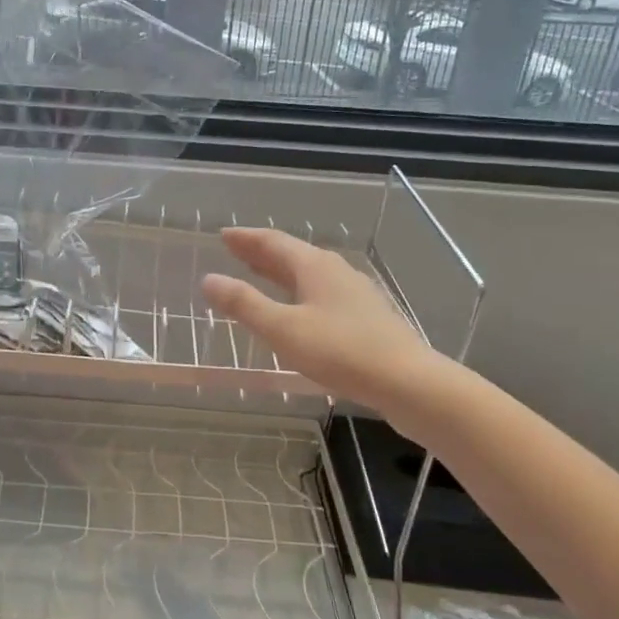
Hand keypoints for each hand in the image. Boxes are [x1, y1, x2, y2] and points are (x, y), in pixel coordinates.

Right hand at [200, 227, 440, 410]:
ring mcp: (355, 293)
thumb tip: (209, 279)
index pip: (272, 242)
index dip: (246, 239)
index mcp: (314, 266)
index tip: (223, 235)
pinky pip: (322, 292)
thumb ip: (244, 304)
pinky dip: (299, 292)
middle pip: (292, 254)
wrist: (409, 382)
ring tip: (260, 275)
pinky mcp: (367, 317)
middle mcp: (335, 271)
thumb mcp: (283, 329)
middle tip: (235, 250)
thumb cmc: (340, 351)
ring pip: (309, 274)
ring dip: (280, 272)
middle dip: (261, 252)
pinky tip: (299, 309)